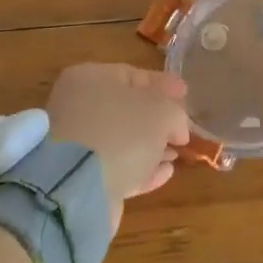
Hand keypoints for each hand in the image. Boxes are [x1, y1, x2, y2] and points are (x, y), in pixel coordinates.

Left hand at [46, 64, 191, 227]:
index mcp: (90, 78)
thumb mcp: (161, 112)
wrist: (77, 187)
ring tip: (177, 153)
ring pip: (122, 141)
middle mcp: (77, 107)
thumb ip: (175, 113)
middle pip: (126, 109)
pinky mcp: (80, 178)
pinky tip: (164, 173)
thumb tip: (177, 129)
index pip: (132, 75)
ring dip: (152, 146)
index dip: (162, 84)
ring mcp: (76, 144)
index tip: (186, 93)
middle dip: (158, 119)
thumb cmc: (121, 133)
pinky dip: (141, 168)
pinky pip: (117, 167)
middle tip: (182, 128)